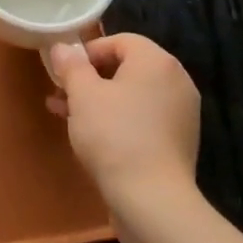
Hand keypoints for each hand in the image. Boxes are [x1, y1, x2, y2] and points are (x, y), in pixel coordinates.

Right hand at [47, 34, 200, 216]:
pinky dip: (118, 121)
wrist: (153, 201)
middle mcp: (176, 81)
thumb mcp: (83, 95)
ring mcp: (181, 114)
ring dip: (99, 101)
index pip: (120, 41)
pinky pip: (143, 119)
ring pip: (132, 96)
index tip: (64, 71)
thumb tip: (63, 48)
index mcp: (157, 62)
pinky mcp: (178, 142)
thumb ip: (72, 66)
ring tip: (66, 116)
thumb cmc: (114, 136)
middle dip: (90, 79)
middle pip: (127, 68)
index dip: (88, 52)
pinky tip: (92, 138)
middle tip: (61, 94)